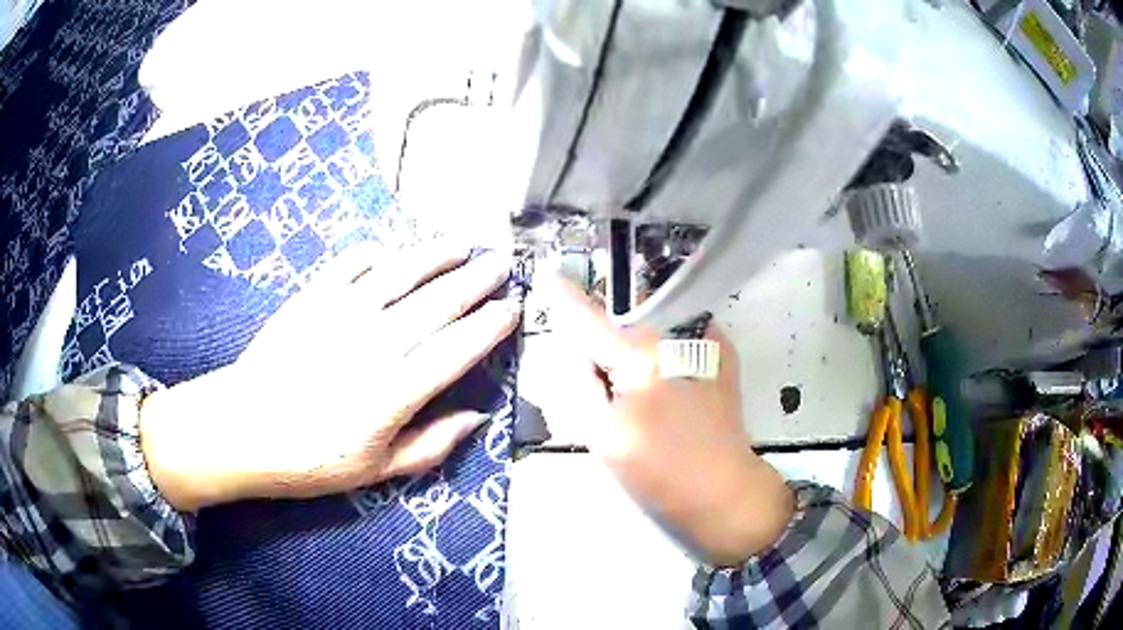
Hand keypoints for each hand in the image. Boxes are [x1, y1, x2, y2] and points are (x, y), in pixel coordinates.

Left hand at [140, 243, 518, 510]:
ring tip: (461, 244)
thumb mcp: (375, 471)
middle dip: (476, 280)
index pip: (456, 349)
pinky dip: (374, 255)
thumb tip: (475, 418)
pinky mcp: (311, 298)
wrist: (242, 429)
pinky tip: (389, 252)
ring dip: (435, 256)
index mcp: (394, 392)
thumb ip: (430, 445)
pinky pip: (350, 266)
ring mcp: (341, 314)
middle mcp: (374, 344)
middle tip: (501, 264)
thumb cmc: (310, 459)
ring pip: (400, 274)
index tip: (511, 310)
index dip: (489, 327)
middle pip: (437, 303)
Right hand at [544, 278, 792, 566]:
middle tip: (597, 373)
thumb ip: (576, 384)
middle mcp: (676, 335)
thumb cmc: (659, 473)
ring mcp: (705, 340)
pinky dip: (657, 347)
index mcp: (643, 357)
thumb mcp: (601, 436)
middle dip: (602, 333)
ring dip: (631, 341)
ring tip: (631, 382)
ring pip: (649, 324)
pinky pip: (674, 335)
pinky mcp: (720, 353)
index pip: (590, 317)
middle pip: (622, 316)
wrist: (724, 491)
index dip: (565, 297)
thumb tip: (567, 345)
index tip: (547, 277)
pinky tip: (661, 381)